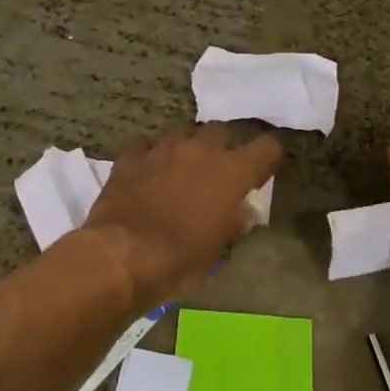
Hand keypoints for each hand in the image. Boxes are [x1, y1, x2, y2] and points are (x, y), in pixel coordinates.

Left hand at [85, 126, 282, 310]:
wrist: (122, 255)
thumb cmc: (180, 258)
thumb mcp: (218, 248)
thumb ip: (234, 221)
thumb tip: (242, 211)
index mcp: (231, 171)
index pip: (266, 146)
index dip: (268, 157)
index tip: (262, 171)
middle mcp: (200, 149)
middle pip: (221, 132)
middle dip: (222, 149)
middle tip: (217, 172)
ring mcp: (163, 148)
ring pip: (183, 133)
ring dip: (187, 148)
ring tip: (182, 169)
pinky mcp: (131, 156)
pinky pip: (148, 147)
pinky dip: (153, 157)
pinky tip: (149, 172)